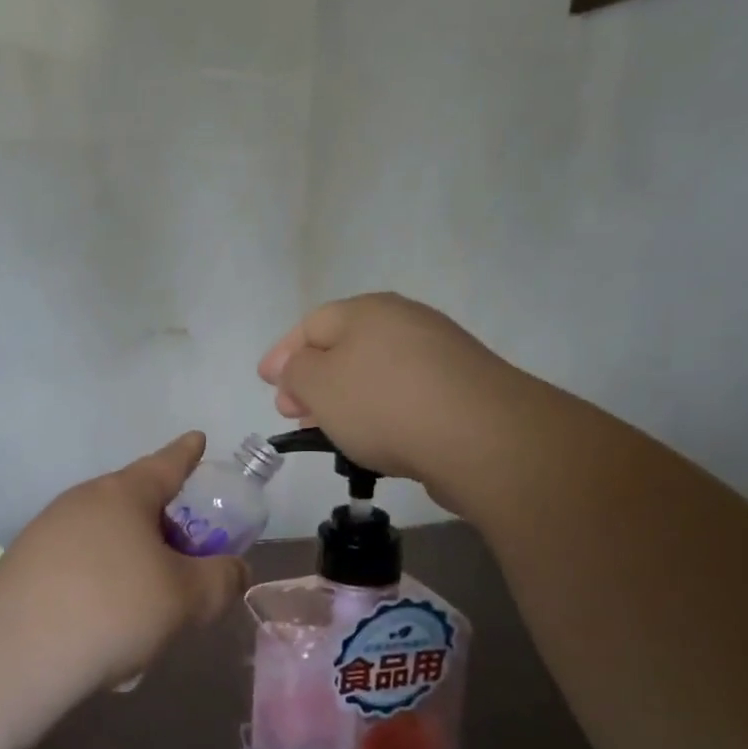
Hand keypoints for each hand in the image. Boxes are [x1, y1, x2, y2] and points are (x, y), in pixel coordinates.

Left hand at [0, 433, 248, 689]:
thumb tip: (234, 569)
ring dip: (133, 564)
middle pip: (134, 504)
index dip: (187, 453)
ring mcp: (47, 532)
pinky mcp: (25, 566)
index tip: (197, 439)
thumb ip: (221, 579)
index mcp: (123, 494)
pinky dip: (102, 587)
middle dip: (163, 528)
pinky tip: (106, 629)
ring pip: (107, 540)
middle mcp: (82, 501)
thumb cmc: (113, 607)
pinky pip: (79, 567)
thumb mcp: (186, 598)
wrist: (14, 653)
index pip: (166, 463)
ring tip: (148, 612)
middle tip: (186, 562)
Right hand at [258, 293, 513, 506]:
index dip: (283, 354)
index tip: (266, 383)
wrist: (481, 437)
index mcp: (367, 310)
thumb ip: (296, 371)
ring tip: (329, 430)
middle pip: (345, 347)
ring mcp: (440, 354)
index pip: (311, 325)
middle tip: (293, 410)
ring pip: (375, 372)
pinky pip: (404, 393)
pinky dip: (380, 410)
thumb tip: (297, 367)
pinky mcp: (462, 388)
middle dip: (312, 379)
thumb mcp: (319, 384)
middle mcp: (405, 321)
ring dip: (345, 398)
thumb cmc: (384, 403)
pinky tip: (375, 438)